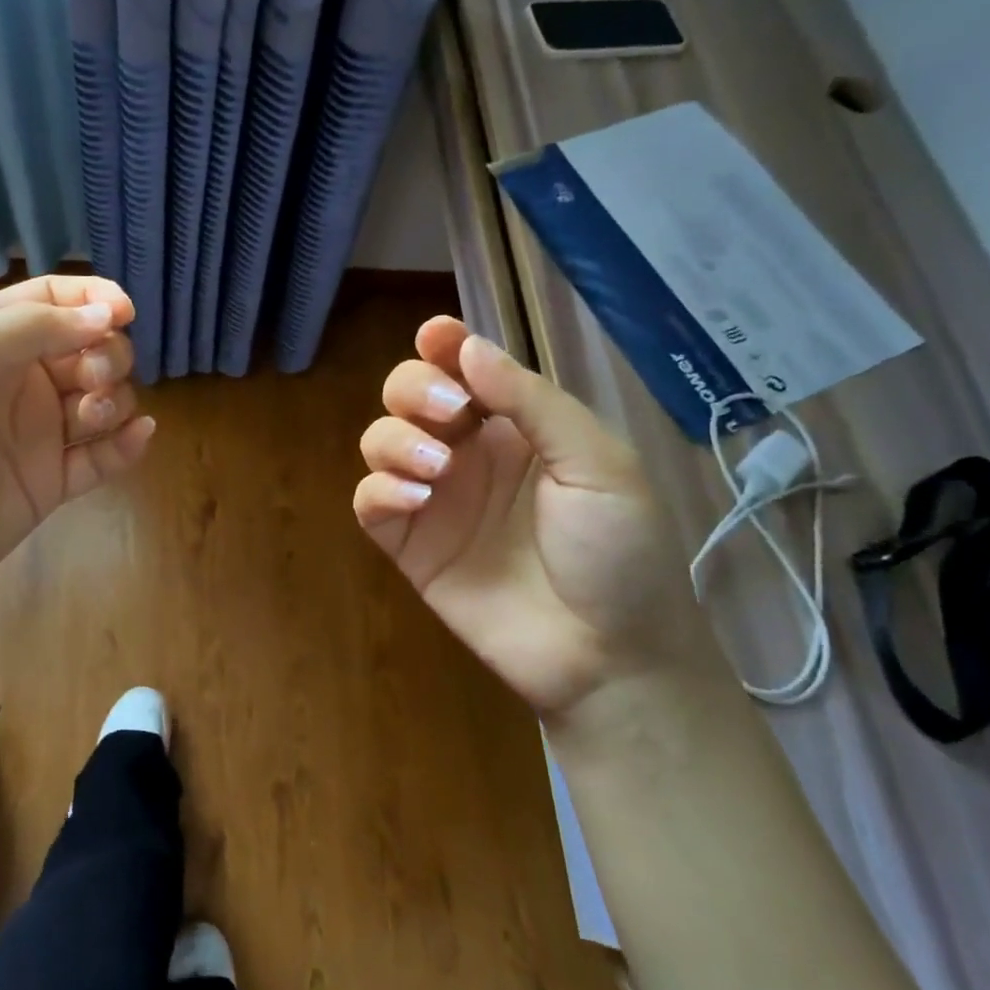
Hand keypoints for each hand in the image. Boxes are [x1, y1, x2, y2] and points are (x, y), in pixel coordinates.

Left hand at [0, 276, 154, 633]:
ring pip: (103, 400)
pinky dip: (126, 445)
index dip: (93, 298)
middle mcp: (18, 382)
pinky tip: (139, 437)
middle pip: (89, 348)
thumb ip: (31, 330)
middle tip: (92, 380)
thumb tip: (109, 314)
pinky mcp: (51, 483)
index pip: (52, 301)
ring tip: (88, 420)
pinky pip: (103, 456)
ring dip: (113, 400)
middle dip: (106, 354)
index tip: (125, 312)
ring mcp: (37, 435)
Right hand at [354, 317, 701, 717]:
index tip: (434, 335)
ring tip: (436, 467)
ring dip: (396, 439)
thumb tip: (469, 347)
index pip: (465, 370)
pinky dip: (380, 490)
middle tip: (449, 413)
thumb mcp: (597, 463)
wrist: (607, 655)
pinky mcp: (410, 545)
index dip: (443, 345)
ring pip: (380, 441)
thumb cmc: (619, 551)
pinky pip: (370, 501)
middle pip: (410, 395)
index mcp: (517, 427)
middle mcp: (469, 454)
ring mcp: (436, 499)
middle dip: (415, 388)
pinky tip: (416, 500)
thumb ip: (532, 401)